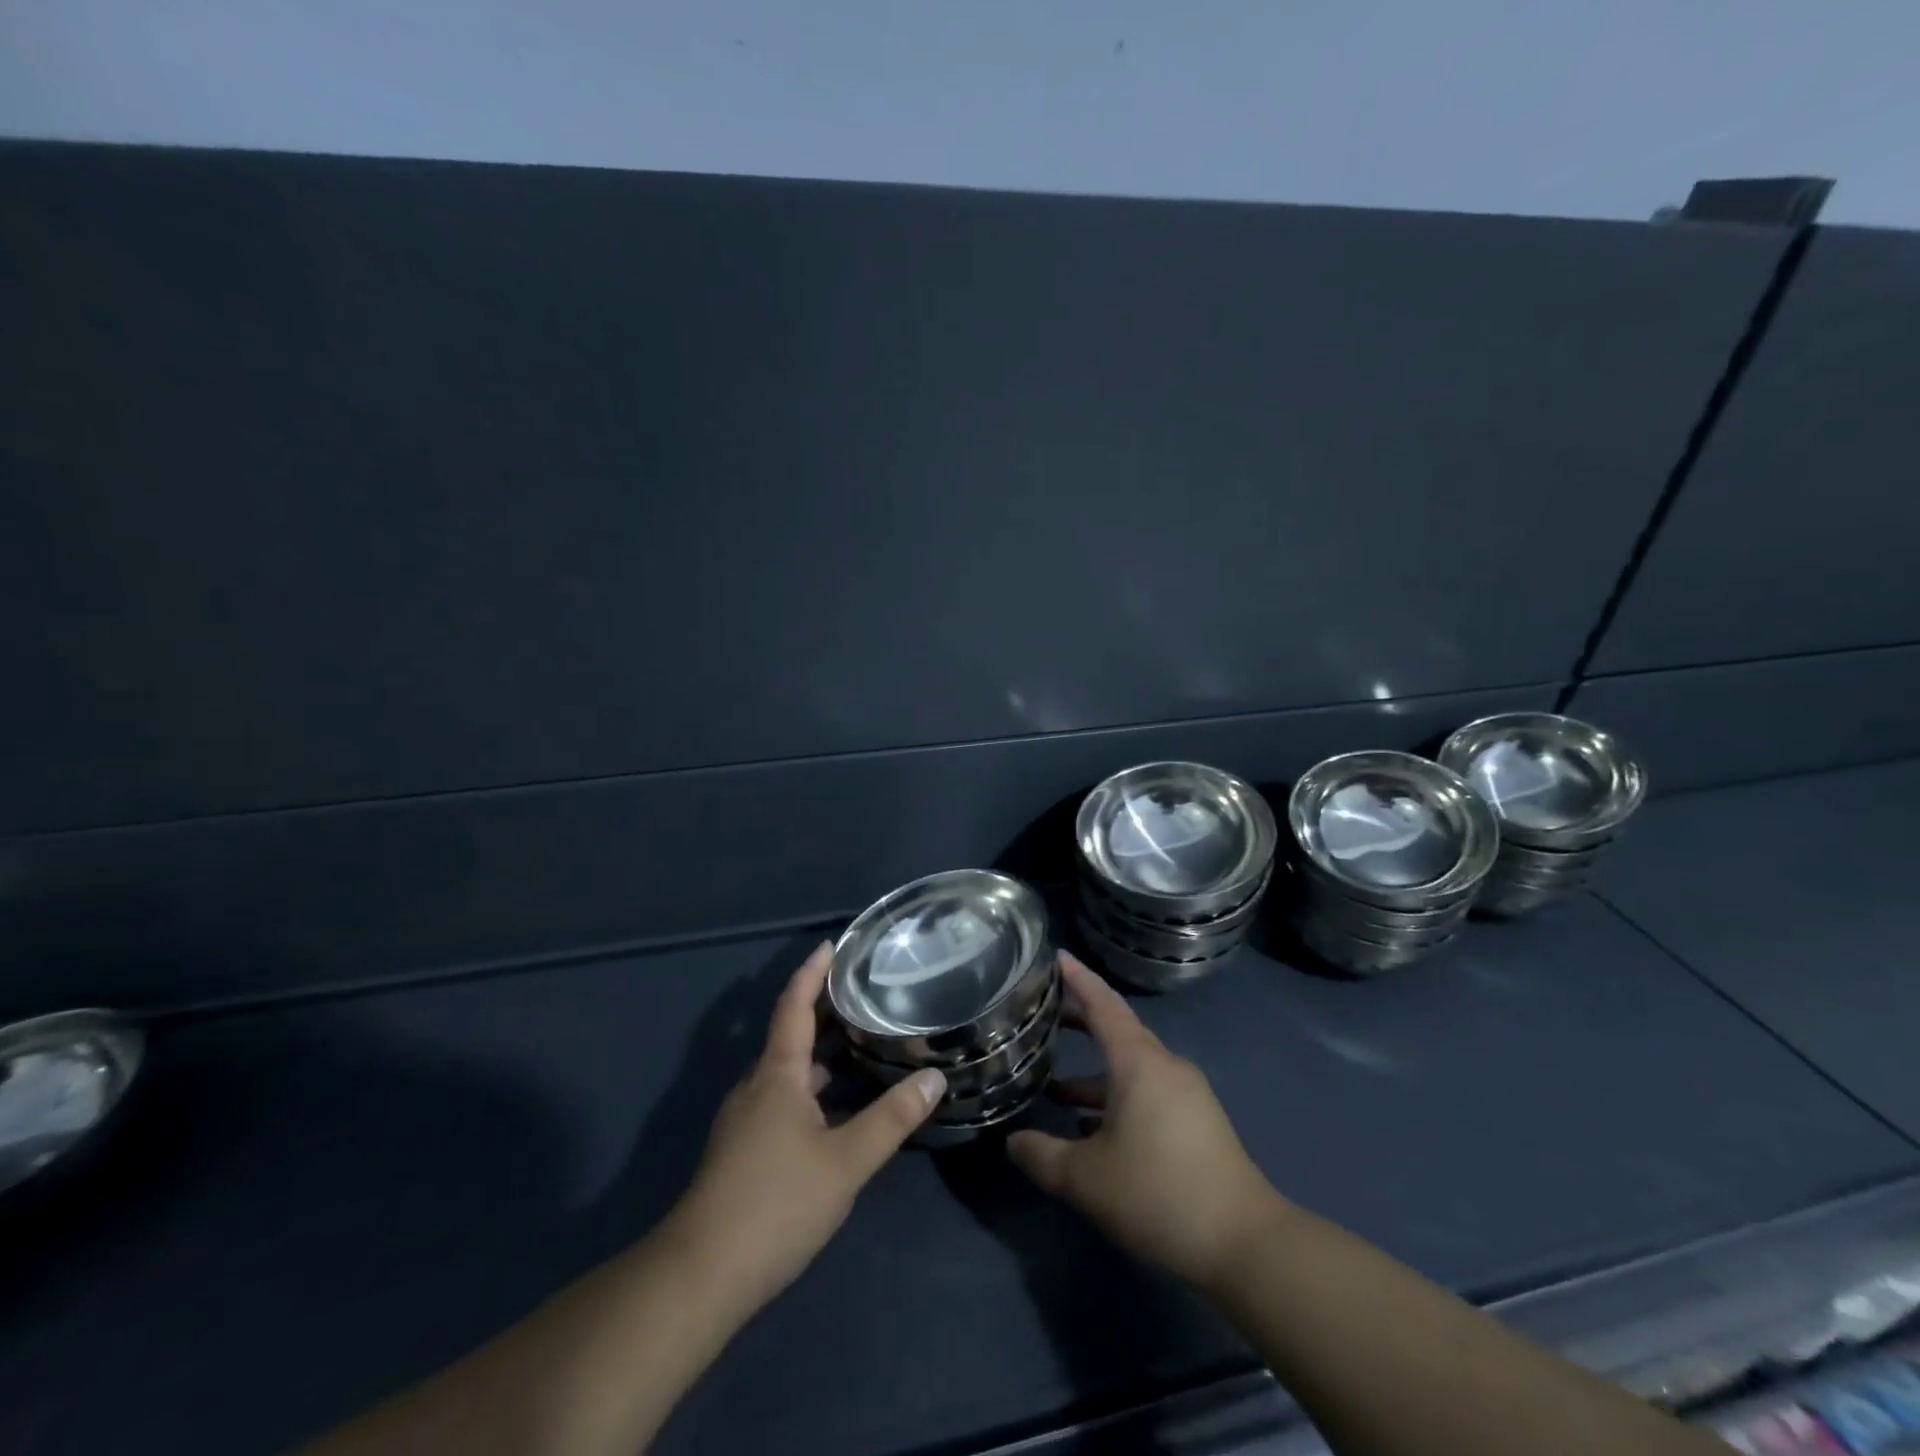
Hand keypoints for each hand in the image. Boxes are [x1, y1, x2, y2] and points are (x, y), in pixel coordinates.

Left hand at [665, 943, 944, 1316]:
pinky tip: (840, 1105)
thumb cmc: (775, 1204)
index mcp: (777, 1073)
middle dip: (825, 1010)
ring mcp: (746, 1118)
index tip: (832, 945)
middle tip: (867, 991)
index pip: (794, 1005)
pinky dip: (813, 1085)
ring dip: (822, 1051)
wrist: (701, 1275)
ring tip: (863, 1041)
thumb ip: (892, 1119)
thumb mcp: (845, 1162)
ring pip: (788, 1069)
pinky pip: (784, 1097)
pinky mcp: (744, 1148)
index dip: (812, 972)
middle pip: (792, 1033)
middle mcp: (757, 1085)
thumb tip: (936, 1077)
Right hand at [1007, 953, 1288, 1291]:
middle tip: (1044, 1016)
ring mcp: (1185, 1094)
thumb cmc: (1158, 1193)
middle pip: (1118, 1031)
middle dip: (1081, 1022)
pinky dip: (1117, 1098)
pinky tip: (1095, 1131)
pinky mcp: (1197, 1122)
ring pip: (1131, 1068)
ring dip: (1095, 1074)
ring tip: (1056, 1090)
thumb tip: (1013, 1142)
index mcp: (1138, 1062)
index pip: (1103, 1004)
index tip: (1057, 956)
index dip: (1078, 978)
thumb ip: (1042, 1156)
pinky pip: (1148, 1092)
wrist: (1245, 1243)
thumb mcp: (1086, 1179)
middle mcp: (1164, 1066)